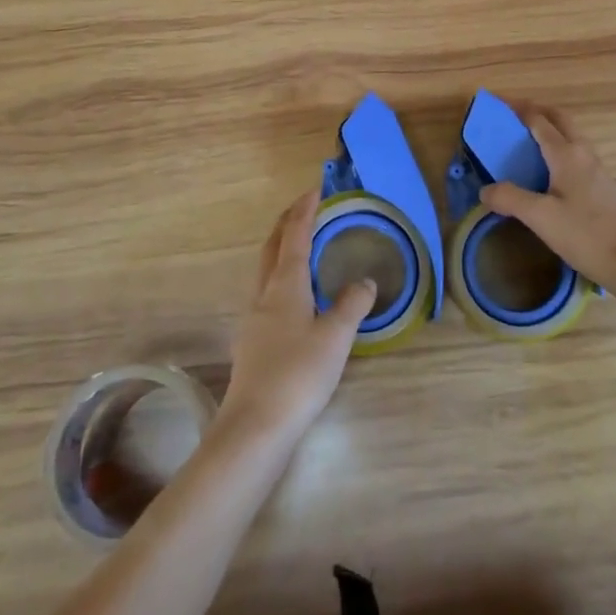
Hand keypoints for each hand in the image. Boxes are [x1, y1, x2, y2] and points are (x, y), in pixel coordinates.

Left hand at [219, 190, 375, 443]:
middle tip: (306, 208)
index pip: (295, 235)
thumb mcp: (336, 336)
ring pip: (266, 269)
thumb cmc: (299, 373)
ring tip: (301, 246)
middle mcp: (264, 293)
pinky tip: (293, 296)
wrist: (255, 424)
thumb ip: (352, 304)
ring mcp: (253, 317)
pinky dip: (280, 276)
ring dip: (281, 248)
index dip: (305, 211)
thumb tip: (364, 281)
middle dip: (287, 223)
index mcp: (285, 284)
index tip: (315, 190)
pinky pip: (266, 292)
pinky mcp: (251, 340)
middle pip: (273, 246)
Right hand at [478, 104, 615, 288]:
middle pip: (560, 119)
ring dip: (550, 128)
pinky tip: (549, 170)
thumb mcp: (540, 217)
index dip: (517, 108)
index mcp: (566, 154)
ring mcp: (597, 170)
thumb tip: (485, 190)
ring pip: (571, 136)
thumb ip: (510, 199)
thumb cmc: (585, 234)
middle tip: (513, 114)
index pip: (538, 120)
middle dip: (537, 110)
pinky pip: (576, 154)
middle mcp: (583, 153)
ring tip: (526, 140)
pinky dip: (558, 148)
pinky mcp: (603, 187)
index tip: (496, 102)